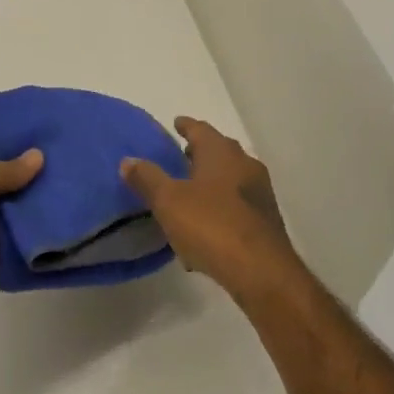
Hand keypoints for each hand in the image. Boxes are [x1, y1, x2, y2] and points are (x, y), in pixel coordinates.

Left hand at [0, 129, 42, 325]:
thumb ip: (8, 167)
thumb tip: (38, 155)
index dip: (2, 130)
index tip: (37, 126)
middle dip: (23, 166)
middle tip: (60, 155)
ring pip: (2, 206)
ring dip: (26, 200)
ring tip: (64, 185)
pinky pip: (4, 237)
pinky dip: (23, 233)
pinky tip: (52, 221)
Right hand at [120, 117, 308, 302]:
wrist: (260, 269)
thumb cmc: (211, 225)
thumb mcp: (169, 201)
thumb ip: (148, 179)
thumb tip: (128, 160)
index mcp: (221, 152)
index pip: (200, 129)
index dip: (186, 126)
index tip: (176, 124)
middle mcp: (245, 165)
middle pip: (220, 151)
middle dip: (200, 153)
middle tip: (180, 158)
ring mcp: (260, 192)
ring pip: (230, 179)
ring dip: (211, 182)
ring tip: (189, 194)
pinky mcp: (265, 220)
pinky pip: (236, 206)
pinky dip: (220, 209)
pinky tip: (205, 230)